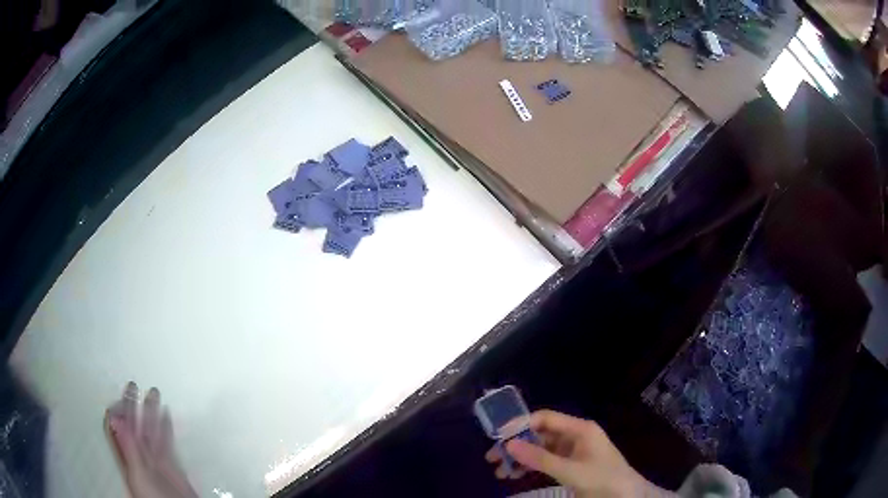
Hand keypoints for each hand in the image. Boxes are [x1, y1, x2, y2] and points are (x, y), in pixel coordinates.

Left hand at [105, 382, 197, 497]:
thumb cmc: (153, 497)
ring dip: (150, 412)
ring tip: (153, 393)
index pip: (116, 428)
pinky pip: (166, 441)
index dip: (116, 411)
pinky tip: (167, 414)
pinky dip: (166, 427)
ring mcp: (155, 460)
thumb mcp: (138, 473)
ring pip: (150, 431)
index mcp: (127, 457)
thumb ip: (128, 448)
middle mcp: (139, 456)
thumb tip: (114, 418)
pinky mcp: (171, 465)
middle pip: (133, 426)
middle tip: (133, 385)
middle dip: (132, 405)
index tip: (120, 395)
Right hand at [486, 410, 671, 497]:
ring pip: (540, 449)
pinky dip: (530, 467)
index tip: (498, 436)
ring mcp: (573, 451)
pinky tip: (515, 475)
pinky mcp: (571, 465)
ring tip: (500, 471)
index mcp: (580, 429)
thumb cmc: (603, 478)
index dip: (521, 424)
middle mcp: (575, 436)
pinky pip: (545, 462)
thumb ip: (540, 458)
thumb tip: (508, 444)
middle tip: (492, 457)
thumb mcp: (571, 470)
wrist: (626, 496)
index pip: (546, 418)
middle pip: (540, 434)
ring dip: (521, 458)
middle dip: (516, 445)